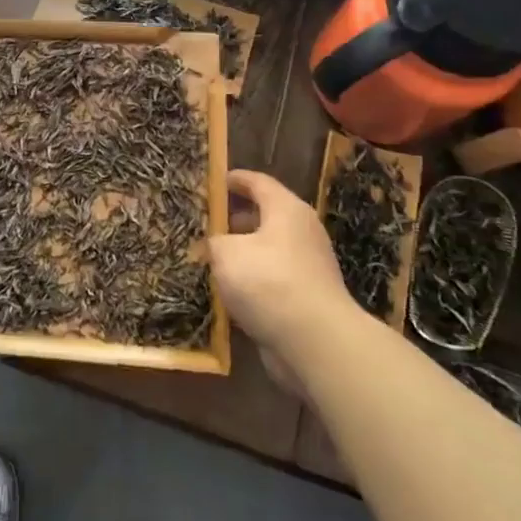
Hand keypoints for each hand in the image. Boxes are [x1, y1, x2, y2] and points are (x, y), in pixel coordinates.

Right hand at [208, 170, 358, 374]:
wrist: (315, 341)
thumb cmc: (268, 281)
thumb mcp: (226, 253)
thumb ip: (213, 242)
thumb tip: (212, 245)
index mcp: (286, 209)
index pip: (258, 182)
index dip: (234, 179)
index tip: (213, 182)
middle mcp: (302, 232)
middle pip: (265, 215)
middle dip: (234, 218)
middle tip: (205, 223)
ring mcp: (308, 266)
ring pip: (268, 250)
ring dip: (242, 252)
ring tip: (211, 259)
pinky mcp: (307, 297)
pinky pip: (272, 278)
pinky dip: (252, 280)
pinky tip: (229, 291)